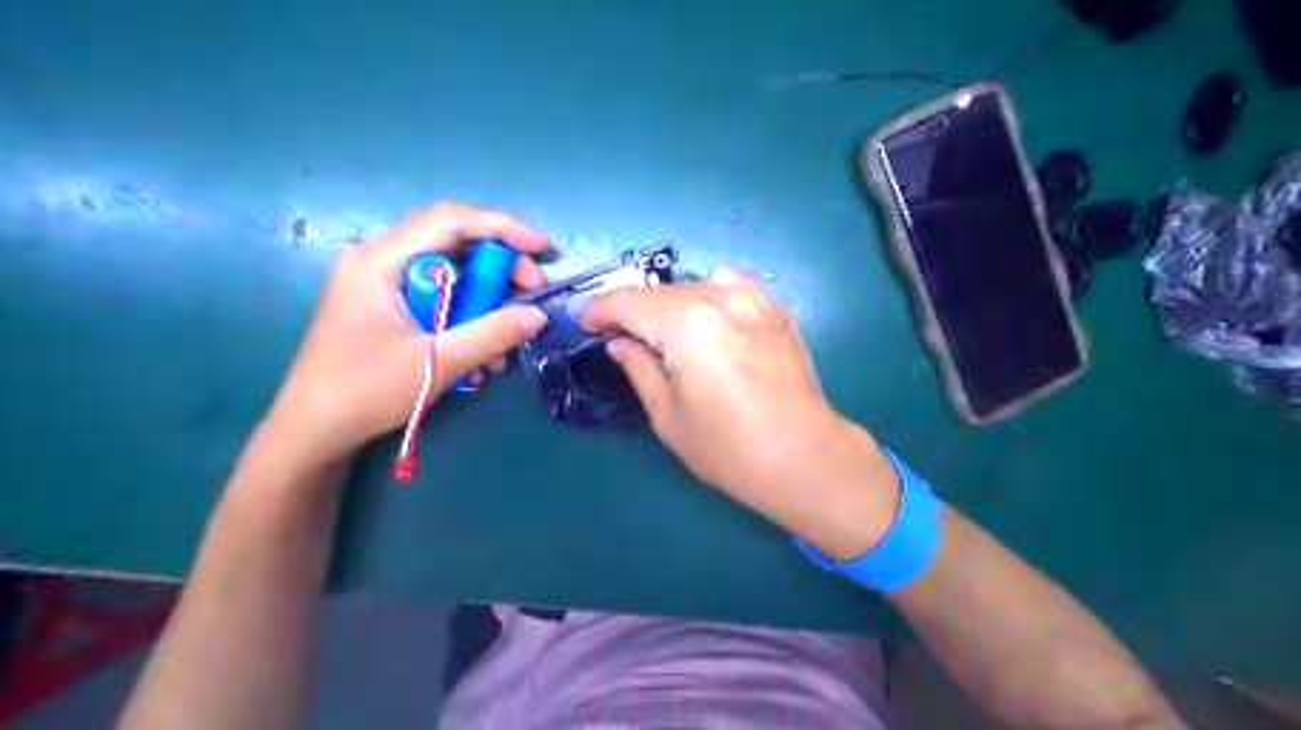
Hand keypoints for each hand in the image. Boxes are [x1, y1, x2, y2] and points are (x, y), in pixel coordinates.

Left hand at [264, 200, 547, 468]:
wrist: (314, 431)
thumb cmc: (366, 391)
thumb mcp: (438, 362)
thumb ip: (491, 334)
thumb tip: (538, 315)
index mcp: (380, 260)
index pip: (451, 220)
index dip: (503, 227)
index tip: (542, 248)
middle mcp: (379, 260)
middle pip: (453, 244)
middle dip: (498, 270)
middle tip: (530, 296)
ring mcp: (381, 283)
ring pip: (450, 275)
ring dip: (483, 305)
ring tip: (502, 346)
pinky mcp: (386, 306)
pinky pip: (437, 299)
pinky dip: (463, 320)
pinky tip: (478, 357)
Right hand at [583, 266, 900, 555]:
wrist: (803, 457)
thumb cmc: (727, 447)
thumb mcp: (668, 415)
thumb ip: (639, 368)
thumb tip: (620, 343)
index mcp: (685, 324)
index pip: (628, 302)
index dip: (601, 311)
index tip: (588, 326)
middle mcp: (718, 299)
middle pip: (660, 292)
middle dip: (632, 310)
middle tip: (619, 336)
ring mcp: (753, 300)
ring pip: (694, 285)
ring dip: (669, 303)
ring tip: (664, 331)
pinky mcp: (775, 311)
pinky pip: (732, 285)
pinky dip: (708, 293)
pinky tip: (708, 317)